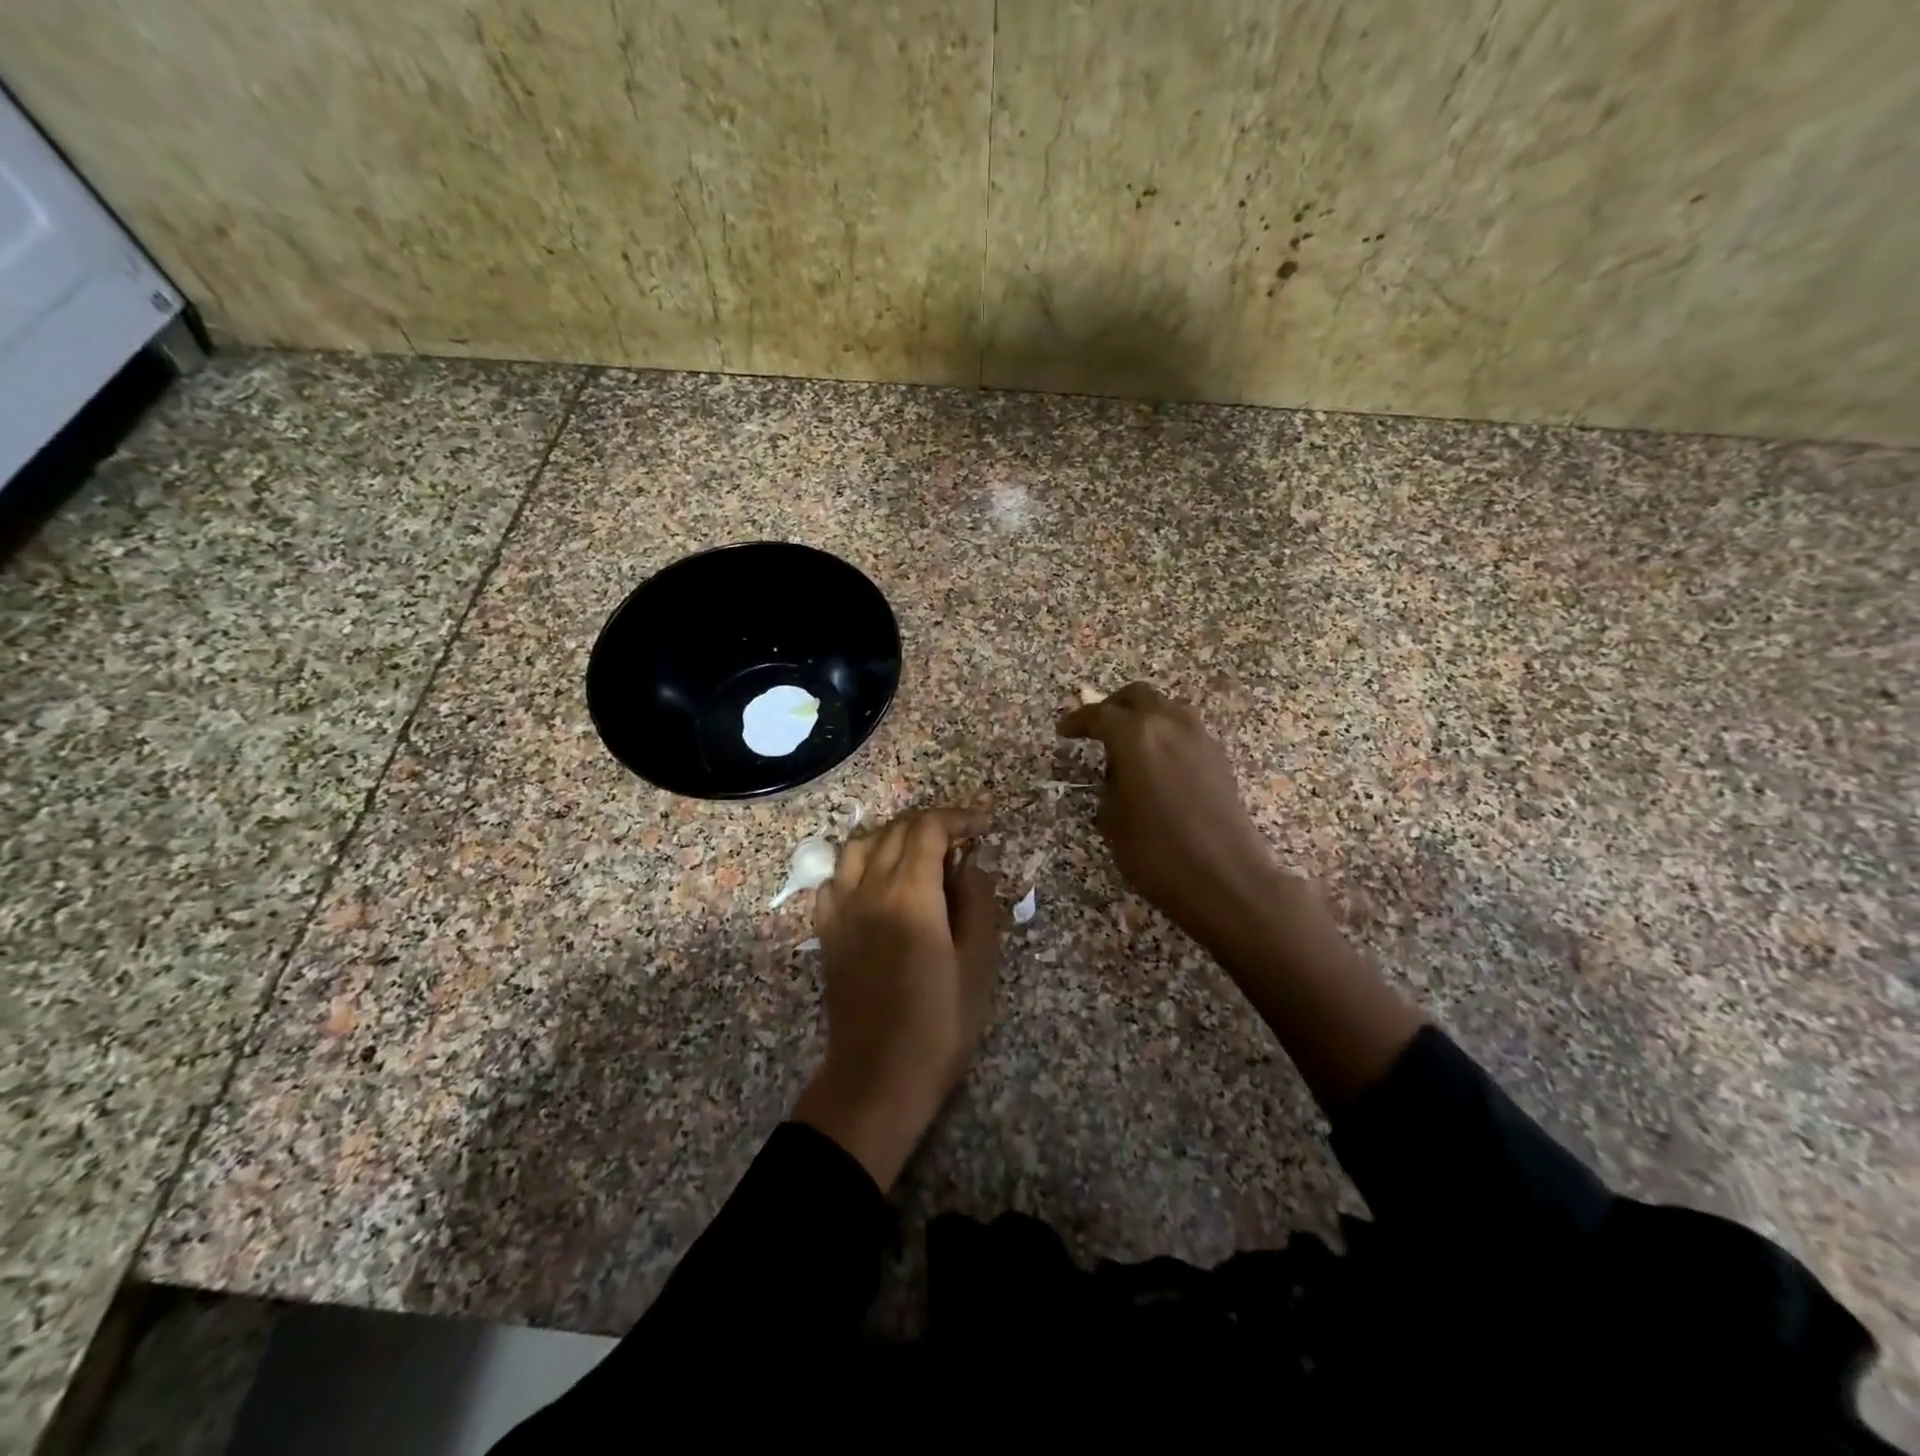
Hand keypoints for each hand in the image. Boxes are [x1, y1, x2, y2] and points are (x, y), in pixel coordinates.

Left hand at [792, 807, 1001, 1188]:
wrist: (878, 1075)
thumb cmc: (940, 1023)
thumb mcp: (978, 963)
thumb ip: (977, 903)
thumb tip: (971, 865)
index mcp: (910, 893)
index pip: (929, 828)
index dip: (958, 818)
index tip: (983, 825)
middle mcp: (870, 889)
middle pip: (896, 831)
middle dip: (931, 825)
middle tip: (961, 840)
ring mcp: (841, 908)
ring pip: (860, 845)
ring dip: (893, 837)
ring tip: (918, 854)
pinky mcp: (826, 930)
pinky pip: (836, 878)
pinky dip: (859, 865)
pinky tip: (877, 883)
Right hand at [1058, 682, 1281, 949]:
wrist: (1225, 879)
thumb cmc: (1157, 853)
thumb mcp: (1112, 821)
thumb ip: (1109, 785)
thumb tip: (1117, 773)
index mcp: (1135, 735)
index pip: (1099, 715)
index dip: (1077, 721)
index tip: (1063, 731)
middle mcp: (1169, 724)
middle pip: (1138, 696)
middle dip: (1113, 707)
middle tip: (1096, 729)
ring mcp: (1200, 737)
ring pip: (1166, 708)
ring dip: (1144, 717)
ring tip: (1128, 746)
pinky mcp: (1219, 757)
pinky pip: (1185, 730)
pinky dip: (1166, 735)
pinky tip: (1157, 763)